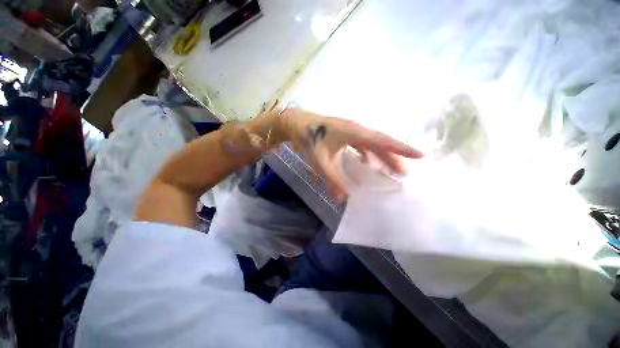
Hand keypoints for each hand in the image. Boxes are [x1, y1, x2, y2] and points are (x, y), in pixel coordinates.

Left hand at [273, 105, 423, 199]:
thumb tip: (343, 199)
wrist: (296, 124)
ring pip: (372, 143)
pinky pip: (362, 144)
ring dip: (382, 156)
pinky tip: (368, 164)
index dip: (401, 148)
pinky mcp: (345, 133)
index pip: (382, 141)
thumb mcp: (321, 161)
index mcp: (354, 132)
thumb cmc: (309, 139)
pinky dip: (368, 154)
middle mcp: (356, 129)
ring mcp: (351, 130)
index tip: (420, 155)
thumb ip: (332, 180)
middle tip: (403, 174)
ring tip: (391, 170)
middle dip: (394, 157)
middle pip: (380, 143)